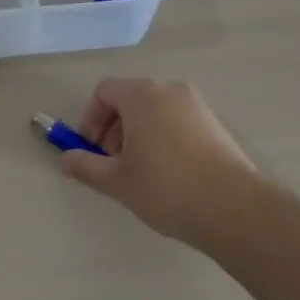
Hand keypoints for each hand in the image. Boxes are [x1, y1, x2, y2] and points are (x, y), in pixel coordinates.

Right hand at [62, 77, 261, 247]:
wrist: (235, 209)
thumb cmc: (166, 188)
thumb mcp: (117, 181)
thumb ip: (85, 166)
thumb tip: (64, 159)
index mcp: (142, 95)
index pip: (104, 91)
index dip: (91, 119)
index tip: (91, 150)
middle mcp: (169, 90)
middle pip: (130, 99)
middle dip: (114, 129)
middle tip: (113, 164)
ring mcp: (196, 106)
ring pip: (155, 111)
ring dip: (138, 134)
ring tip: (140, 172)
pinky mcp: (215, 125)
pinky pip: (177, 122)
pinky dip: (163, 138)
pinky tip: (169, 175)